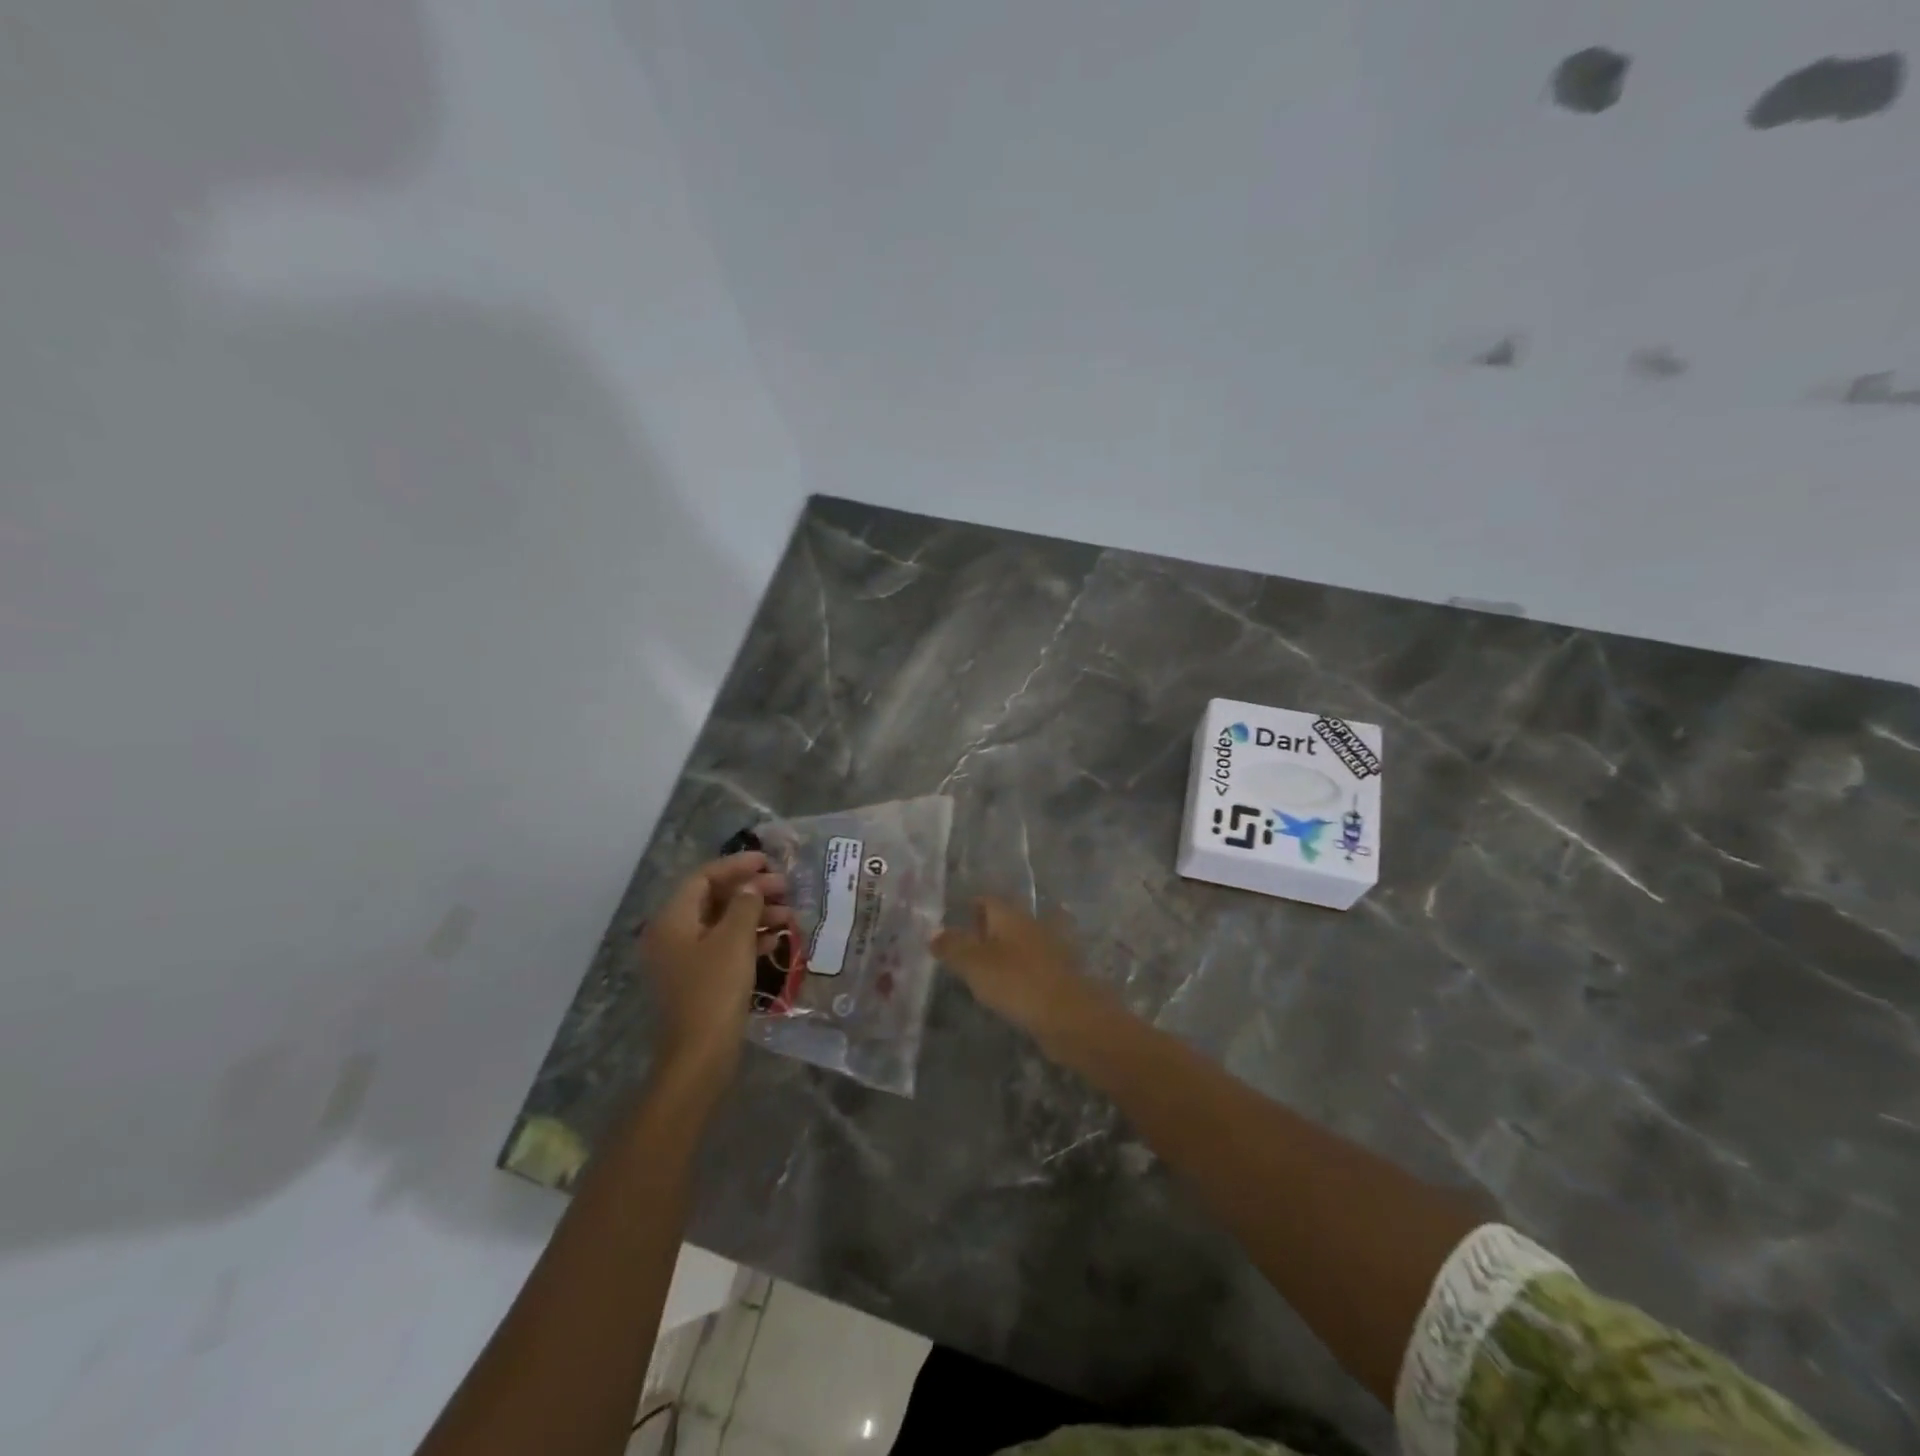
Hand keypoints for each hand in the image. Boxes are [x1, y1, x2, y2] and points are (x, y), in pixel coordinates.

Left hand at [637, 852, 792, 1084]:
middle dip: (750, 891)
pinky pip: (723, 948)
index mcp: (672, 920)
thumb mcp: (734, 940)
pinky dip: (748, 940)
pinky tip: (775, 941)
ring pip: (721, 924)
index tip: (768, 861)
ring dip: (754, 915)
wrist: (700, 1055)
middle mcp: (672, 935)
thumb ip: (745, 904)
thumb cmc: (715, 989)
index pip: (703, 877)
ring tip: (789, 915)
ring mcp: (683, 960)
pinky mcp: (698, 981)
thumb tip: (751, 887)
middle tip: (785, 887)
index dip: (736, 865)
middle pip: (713, 899)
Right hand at [932, 898, 1112, 1057]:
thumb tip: (933, 932)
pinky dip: (1018, 971)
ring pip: (1020, 943)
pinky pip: (1031, 965)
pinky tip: (1008, 988)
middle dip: (985, 931)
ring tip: (982, 971)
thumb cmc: (1016, 982)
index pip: (987, 901)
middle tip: (964, 948)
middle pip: (1005, 920)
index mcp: (1011, 915)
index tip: (953, 922)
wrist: (1069, 1015)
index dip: (969, 908)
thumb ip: (952, 946)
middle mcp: (1032, 924)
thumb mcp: (974, 964)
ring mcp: (1050, 949)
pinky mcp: (1059, 974)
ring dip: (1003, 952)